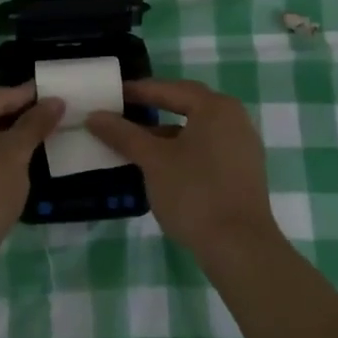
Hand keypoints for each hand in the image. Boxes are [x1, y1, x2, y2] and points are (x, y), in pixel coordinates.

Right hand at [87, 78, 277, 260]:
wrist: (240, 248)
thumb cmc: (194, 193)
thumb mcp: (152, 161)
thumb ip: (123, 134)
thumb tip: (94, 116)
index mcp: (215, 107)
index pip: (170, 89)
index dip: (138, 91)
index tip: (112, 94)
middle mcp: (234, 119)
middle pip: (186, 105)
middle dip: (153, 108)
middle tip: (123, 111)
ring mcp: (242, 147)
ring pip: (196, 130)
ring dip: (165, 133)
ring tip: (135, 141)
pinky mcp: (243, 173)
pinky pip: (206, 149)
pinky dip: (182, 150)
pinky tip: (160, 166)